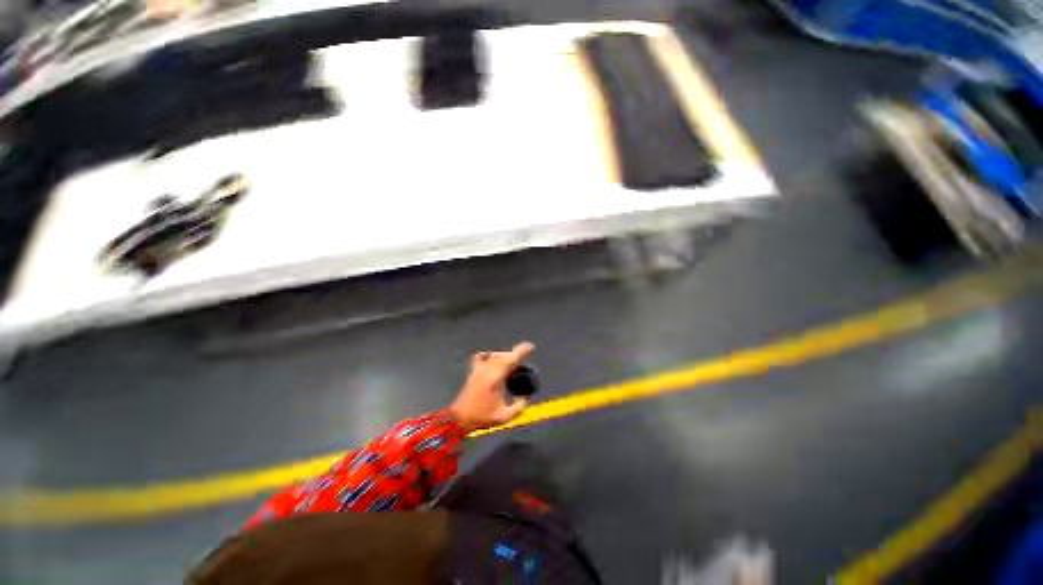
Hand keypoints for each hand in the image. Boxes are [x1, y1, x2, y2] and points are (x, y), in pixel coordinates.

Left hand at [449, 342, 534, 431]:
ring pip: (493, 355)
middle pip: (502, 355)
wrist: (460, 418)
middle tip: (524, 358)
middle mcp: (486, 371)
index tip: (530, 347)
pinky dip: (489, 356)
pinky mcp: (472, 373)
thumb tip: (524, 399)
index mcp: (495, 378)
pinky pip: (481, 357)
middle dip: (514, 354)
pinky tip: (493, 361)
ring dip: (504, 356)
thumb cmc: (482, 417)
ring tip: (511, 362)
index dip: (521, 351)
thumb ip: (519, 407)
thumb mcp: (505, 416)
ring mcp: (477, 370)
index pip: (510, 359)